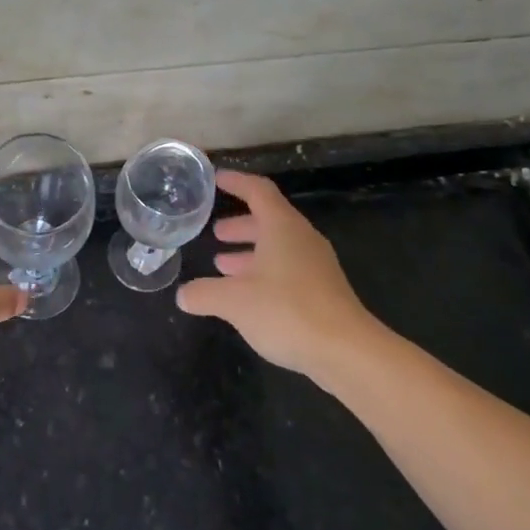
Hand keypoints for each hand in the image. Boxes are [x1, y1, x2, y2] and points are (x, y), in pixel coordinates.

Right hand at [176, 170, 382, 377]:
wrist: (346, 351)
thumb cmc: (287, 311)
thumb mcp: (234, 301)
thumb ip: (204, 294)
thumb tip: (183, 295)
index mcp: (282, 227)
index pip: (258, 191)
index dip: (236, 182)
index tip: (216, 179)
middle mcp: (301, 239)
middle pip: (269, 220)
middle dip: (240, 225)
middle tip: (216, 233)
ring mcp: (316, 265)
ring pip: (278, 247)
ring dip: (250, 252)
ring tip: (222, 265)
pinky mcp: (322, 291)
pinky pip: (287, 270)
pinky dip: (263, 273)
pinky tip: (246, 297)